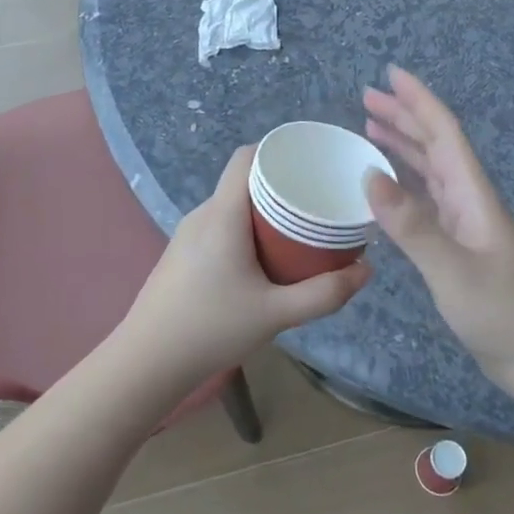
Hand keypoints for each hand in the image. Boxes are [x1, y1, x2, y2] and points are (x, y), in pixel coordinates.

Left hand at [120, 146, 369, 383]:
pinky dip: (246, 229)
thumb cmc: (211, 329)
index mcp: (222, 215)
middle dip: (281, 185)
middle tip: (317, 202)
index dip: (277, 150)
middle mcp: (202, 215)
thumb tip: (366, 271)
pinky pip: (220, 225)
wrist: (147, 362)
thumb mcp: (276, 314)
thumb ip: (324, 294)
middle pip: (243, 181)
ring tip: (297, 230)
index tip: (311, 162)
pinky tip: (264, 257)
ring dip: (263, 211)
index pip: (245, 158)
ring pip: (231, 206)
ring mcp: (187, 234)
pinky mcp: (181, 254)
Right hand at [363, 66, 513, 386]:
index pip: (445, 133)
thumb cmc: (505, 314)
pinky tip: (386, 188)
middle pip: (435, 145)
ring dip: (403, 146)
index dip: (418, 101)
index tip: (390, 74)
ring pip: (430, 171)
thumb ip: (413, 226)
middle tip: (366, 98)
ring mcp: (465, 225)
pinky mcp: (459, 248)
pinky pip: (426, 201)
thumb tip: (369, 177)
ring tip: (370, 129)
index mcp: (473, 194)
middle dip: (404, 117)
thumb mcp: (455, 271)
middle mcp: (469, 200)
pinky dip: (404, 185)